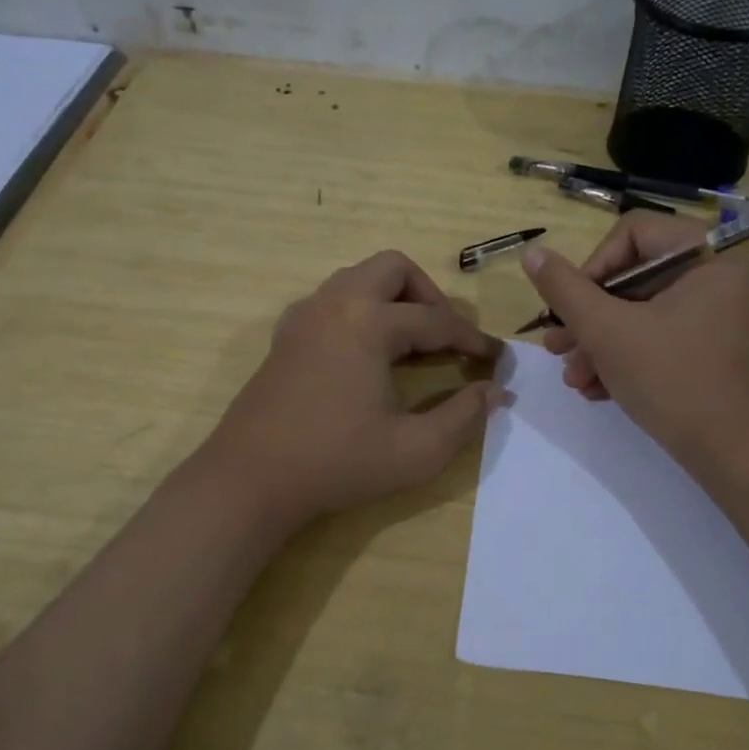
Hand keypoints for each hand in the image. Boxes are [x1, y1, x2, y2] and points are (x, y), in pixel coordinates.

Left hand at [203, 250, 504, 526]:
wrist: (250, 480)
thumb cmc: (337, 463)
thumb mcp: (416, 451)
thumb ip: (464, 417)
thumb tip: (498, 392)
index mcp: (367, 323)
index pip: (435, 320)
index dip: (472, 340)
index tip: (497, 358)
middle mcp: (335, 304)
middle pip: (394, 268)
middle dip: (429, 296)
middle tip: (447, 338)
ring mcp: (304, 316)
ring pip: (359, 278)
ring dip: (393, 299)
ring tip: (412, 344)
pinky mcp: (286, 336)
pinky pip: (333, 300)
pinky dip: (361, 311)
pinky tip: (368, 354)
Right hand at [520, 213, 748, 468]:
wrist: (726, 454)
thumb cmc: (669, 379)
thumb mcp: (606, 331)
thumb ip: (565, 289)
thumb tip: (532, 253)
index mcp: (708, 258)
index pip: (634, 233)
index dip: (592, 266)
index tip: (570, 307)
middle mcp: (717, 279)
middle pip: (633, 278)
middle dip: (588, 318)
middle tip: (556, 346)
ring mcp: (715, 316)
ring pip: (639, 313)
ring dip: (597, 343)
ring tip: (572, 376)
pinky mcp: (707, 349)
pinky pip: (657, 337)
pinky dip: (623, 358)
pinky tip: (594, 389)